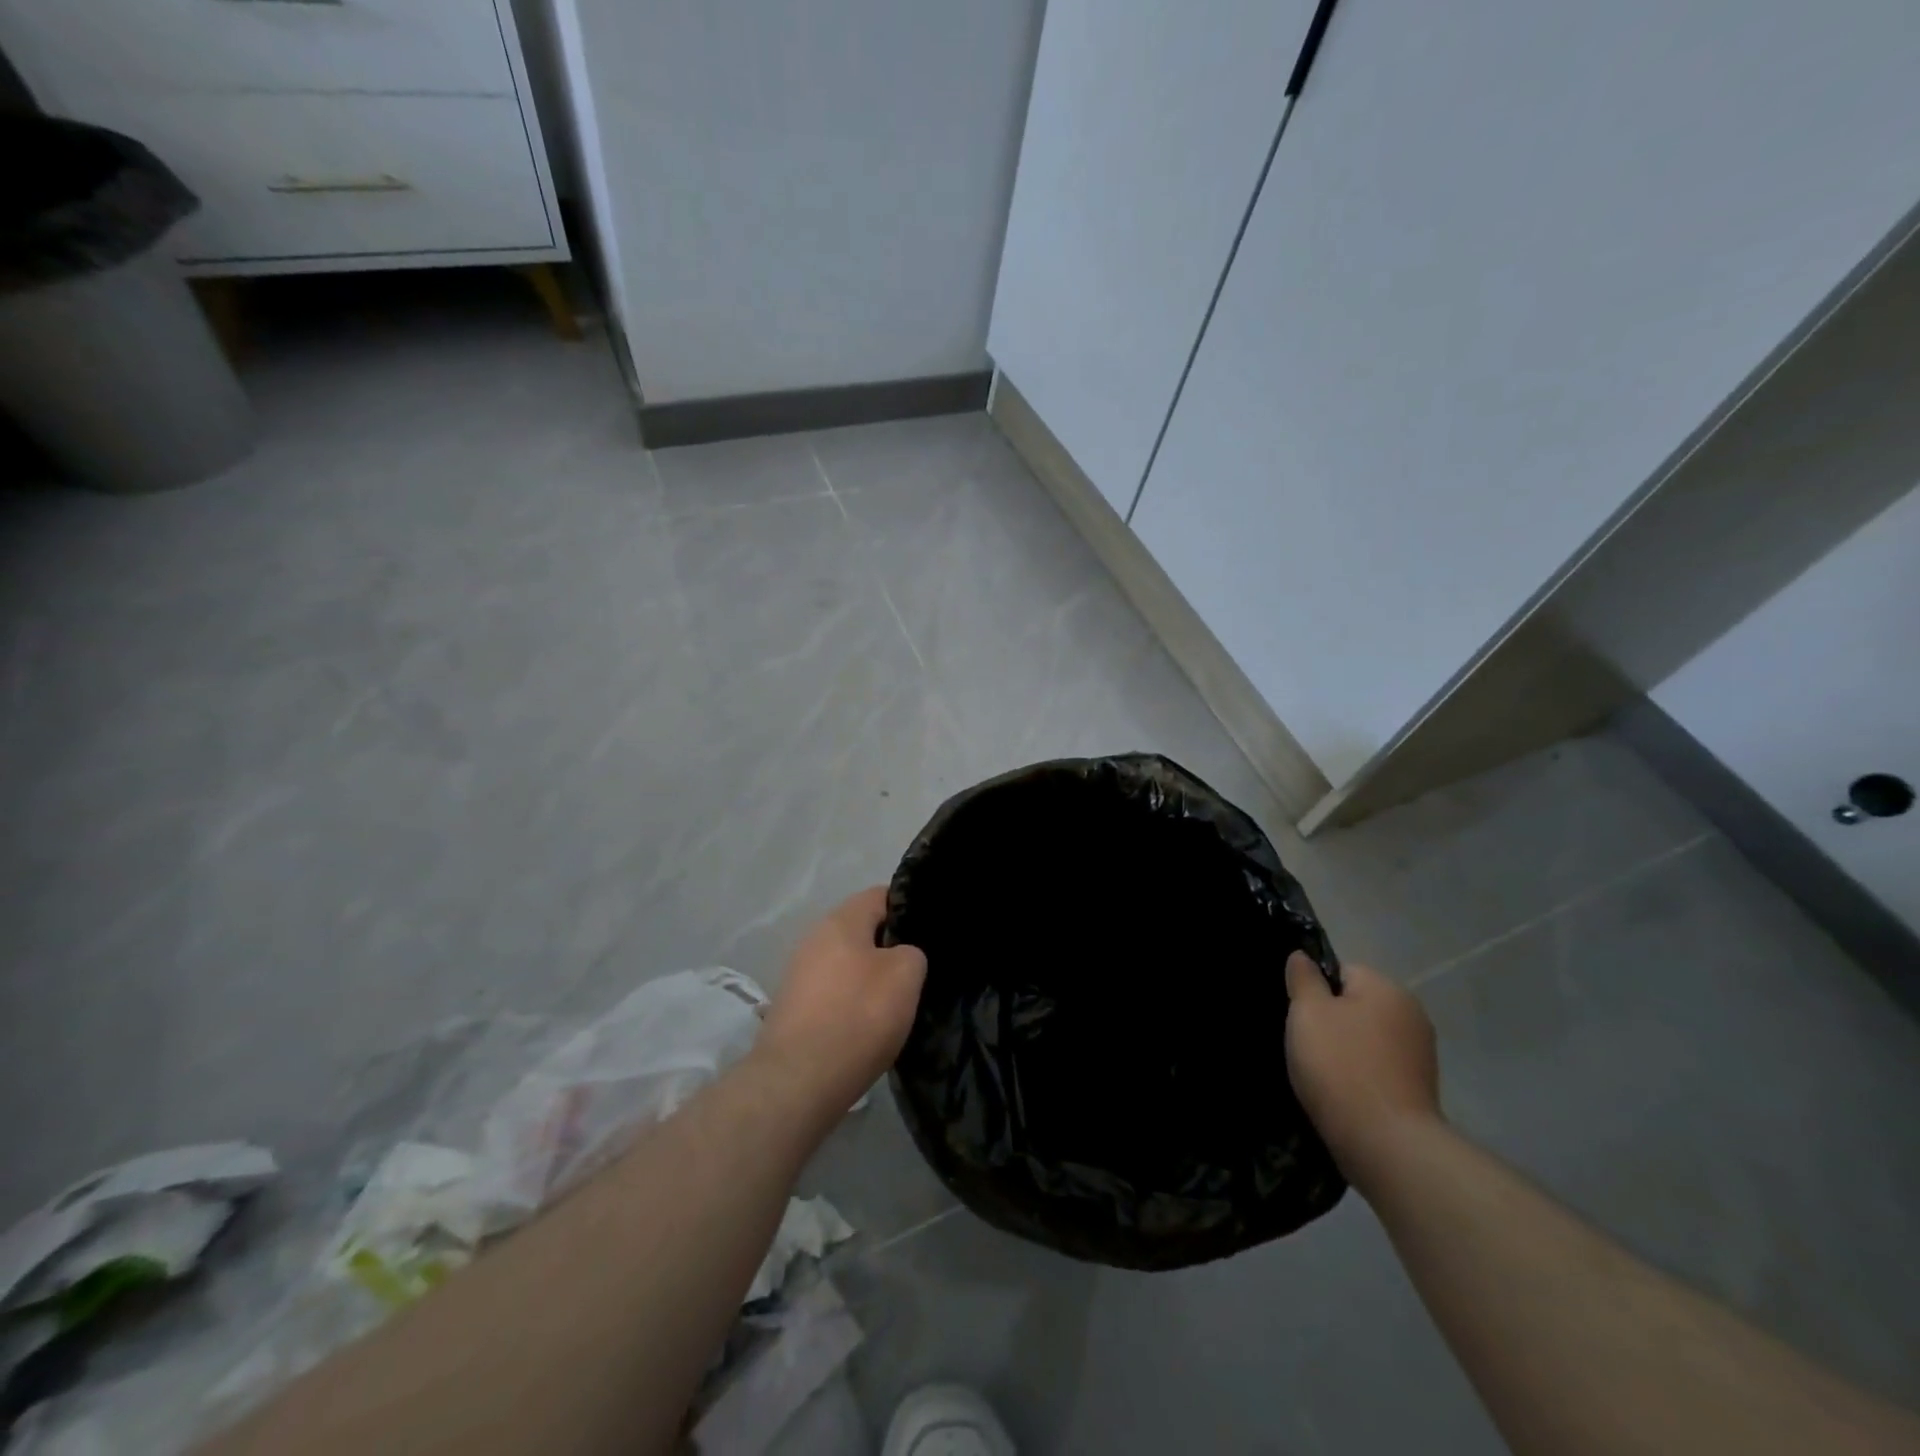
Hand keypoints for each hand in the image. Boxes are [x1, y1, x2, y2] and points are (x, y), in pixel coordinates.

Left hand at [754, 887, 927, 1122]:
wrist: (798, 1081)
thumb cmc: (858, 1016)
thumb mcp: (906, 975)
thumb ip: (912, 952)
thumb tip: (901, 956)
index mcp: (841, 920)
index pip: (881, 896)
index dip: (909, 910)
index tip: (929, 935)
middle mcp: (814, 938)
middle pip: (862, 930)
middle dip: (889, 947)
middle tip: (917, 972)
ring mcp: (799, 973)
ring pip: (847, 963)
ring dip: (869, 978)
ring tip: (894, 1002)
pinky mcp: (793, 1007)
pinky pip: (832, 992)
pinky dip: (850, 1003)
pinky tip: (866, 1026)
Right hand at [1285, 953, 1441, 1192]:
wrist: (1385, 1144)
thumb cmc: (1340, 1065)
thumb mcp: (1307, 1012)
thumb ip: (1303, 979)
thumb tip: (1302, 957)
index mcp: (1387, 989)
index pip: (1343, 971)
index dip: (1316, 990)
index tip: (1301, 1016)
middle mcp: (1412, 1015)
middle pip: (1357, 1005)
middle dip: (1332, 1021)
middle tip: (1306, 1044)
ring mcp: (1421, 1055)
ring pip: (1367, 1038)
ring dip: (1347, 1050)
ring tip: (1322, 1074)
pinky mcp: (1420, 1090)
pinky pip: (1379, 1068)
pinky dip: (1361, 1076)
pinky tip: (1344, 1094)